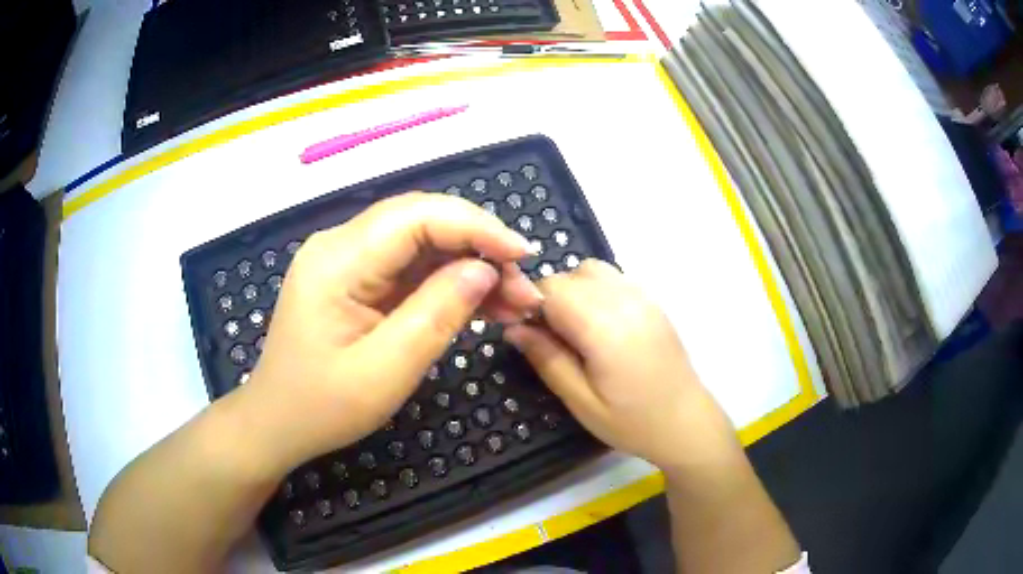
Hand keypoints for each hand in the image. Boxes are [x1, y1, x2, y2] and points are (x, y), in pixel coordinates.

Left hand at [243, 193, 542, 468]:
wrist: (278, 422)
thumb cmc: (322, 407)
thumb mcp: (385, 371)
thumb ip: (436, 315)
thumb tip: (485, 270)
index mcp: (337, 261)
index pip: (416, 217)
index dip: (475, 227)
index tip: (522, 255)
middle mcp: (340, 245)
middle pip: (422, 221)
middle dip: (479, 247)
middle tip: (523, 289)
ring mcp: (347, 259)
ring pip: (422, 243)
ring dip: (470, 265)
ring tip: (513, 301)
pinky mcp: (356, 278)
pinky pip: (410, 267)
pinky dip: (449, 282)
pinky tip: (482, 304)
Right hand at [504, 260, 742, 471]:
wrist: (687, 422)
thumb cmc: (632, 422)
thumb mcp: (581, 401)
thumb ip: (546, 359)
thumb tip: (513, 327)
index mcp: (604, 327)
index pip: (551, 289)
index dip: (530, 306)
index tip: (528, 334)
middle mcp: (625, 301)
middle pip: (570, 275)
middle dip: (550, 299)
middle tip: (552, 339)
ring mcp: (643, 297)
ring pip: (592, 270)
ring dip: (574, 291)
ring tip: (577, 330)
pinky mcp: (653, 301)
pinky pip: (614, 279)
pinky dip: (596, 291)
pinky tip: (601, 326)